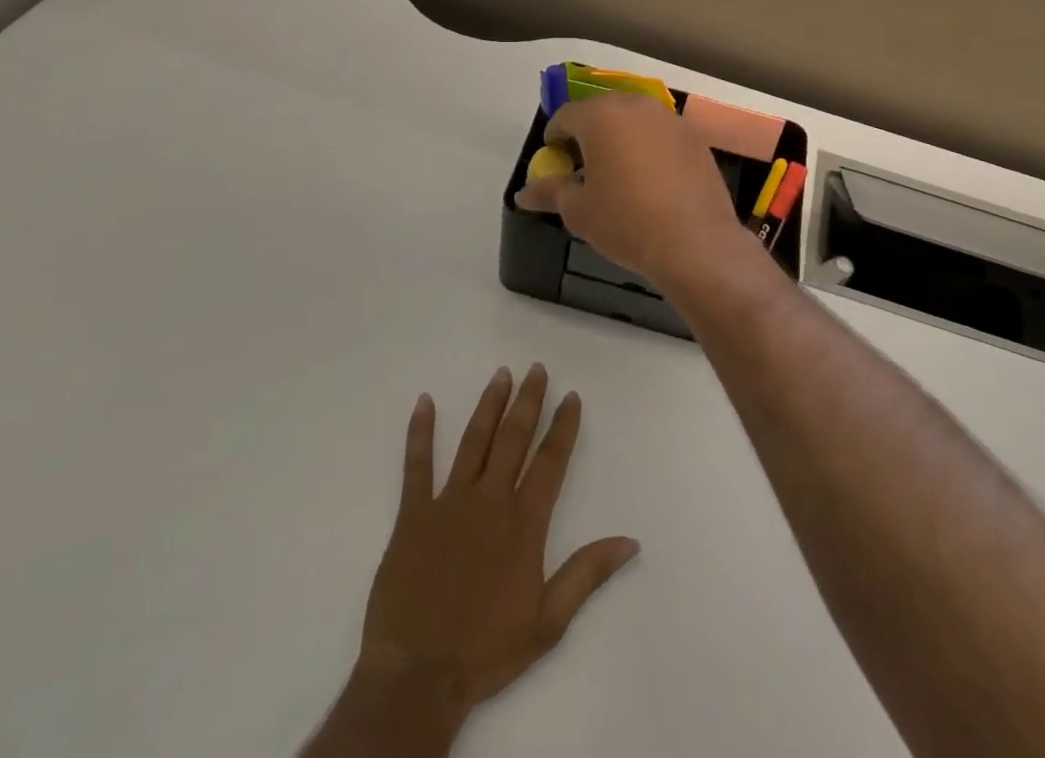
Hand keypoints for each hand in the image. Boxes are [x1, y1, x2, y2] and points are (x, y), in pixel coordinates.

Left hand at [304, 366, 638, 756]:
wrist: (417, 676)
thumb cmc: (486, 650)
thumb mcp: (548, 622)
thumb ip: (587, 574)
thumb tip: (631, 541)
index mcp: (524, 522)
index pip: (551, 461)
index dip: (563, 426)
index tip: (571, 396)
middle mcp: (490, 499)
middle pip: (514, 438)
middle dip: (528, 401)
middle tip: (537, 369)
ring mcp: (449, 502)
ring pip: (474, 440)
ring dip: (489, 405)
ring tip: (501, 374)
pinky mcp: (413, 514)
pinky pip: (417, 465)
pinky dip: (420, 432)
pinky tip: (425, 402)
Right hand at [514, 94, 751, 296]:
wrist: (694, 242)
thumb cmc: (626, 221)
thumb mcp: (578, 211)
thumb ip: (549, 192)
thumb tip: (523, 193)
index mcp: (601, 116)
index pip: (566, 116)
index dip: (554, 139)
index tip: (554, 163)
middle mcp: (636, 106)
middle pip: (602, 111)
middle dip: (588, 134)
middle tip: (582, 167)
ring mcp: (670, 119)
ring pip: (634, 120)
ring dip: (620, 138)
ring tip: (617, 173)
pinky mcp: (694, 137)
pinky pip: (660, 134)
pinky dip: (648, 148)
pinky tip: (650, 180)